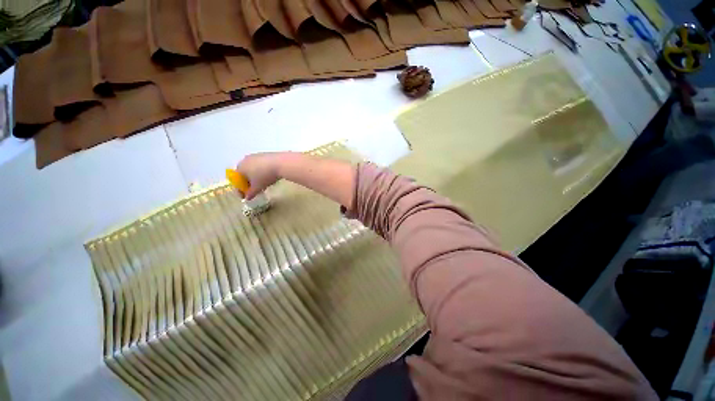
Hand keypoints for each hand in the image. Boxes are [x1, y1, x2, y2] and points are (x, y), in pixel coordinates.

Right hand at [235, 152, 284, 199]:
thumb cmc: (265, 176)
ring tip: (263, 184)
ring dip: (256, 177)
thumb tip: (247, 198)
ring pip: (253, 169)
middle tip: (254, 190)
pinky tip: (269, 176)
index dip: (240, 190)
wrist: (281, 163)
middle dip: (248, 183)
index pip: (237, 180)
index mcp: (240, 167)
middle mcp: (245, 159)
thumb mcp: (257, 187)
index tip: (245, 196)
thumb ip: (251, 193)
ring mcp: (256, 155)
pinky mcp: (266, 154)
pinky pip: (261, 165)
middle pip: (244, 173)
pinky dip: (262, 171)